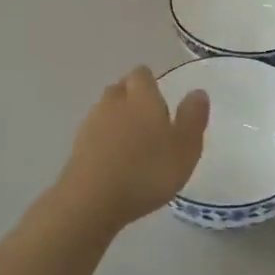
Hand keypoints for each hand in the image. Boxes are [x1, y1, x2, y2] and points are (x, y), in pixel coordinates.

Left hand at [54, 68, 209, 230]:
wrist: (92, 201)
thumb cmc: (147, 172)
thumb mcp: (185, 148)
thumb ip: (193, 118)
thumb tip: (197, 92)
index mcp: (142, 97)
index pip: (142, 74)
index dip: (150, 82)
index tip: (160, 96)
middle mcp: (114, 102)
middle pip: (121, 88)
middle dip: (132, 97)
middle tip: (148, 118)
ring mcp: (91, 123)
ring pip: (105, 110)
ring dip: (116, 118)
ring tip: (132, 141)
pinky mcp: (77, 146)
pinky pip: (94, 133)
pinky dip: (103, 140)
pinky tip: (114, 160)